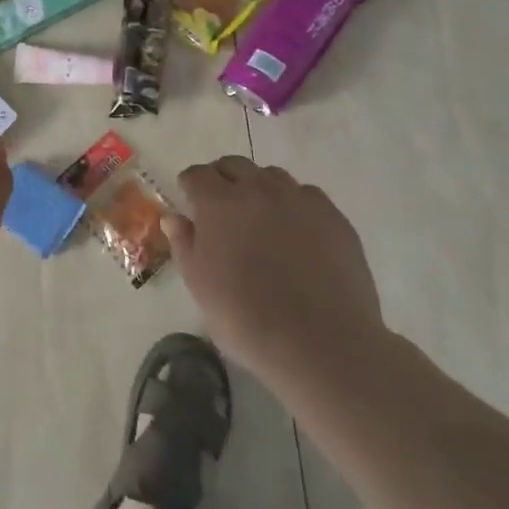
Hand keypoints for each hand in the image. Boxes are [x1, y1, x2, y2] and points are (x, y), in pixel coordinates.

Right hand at [168, 157, 386, 373]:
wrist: (319, 342)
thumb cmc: (245, 317)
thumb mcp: (199, 285)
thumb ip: (184, 244)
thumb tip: (175, 218)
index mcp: (219, 203)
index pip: (197, 175)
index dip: (190, 186)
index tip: (190, 202)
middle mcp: (259, 189)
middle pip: (234, 166)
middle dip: (222, 179)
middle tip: (221, 208)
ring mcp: (300, 200)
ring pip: (272, 176)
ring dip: (258, 188)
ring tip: (259, 219)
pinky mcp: (333, 216)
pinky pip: (306, 196)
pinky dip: (293, 205)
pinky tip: (295, 234)